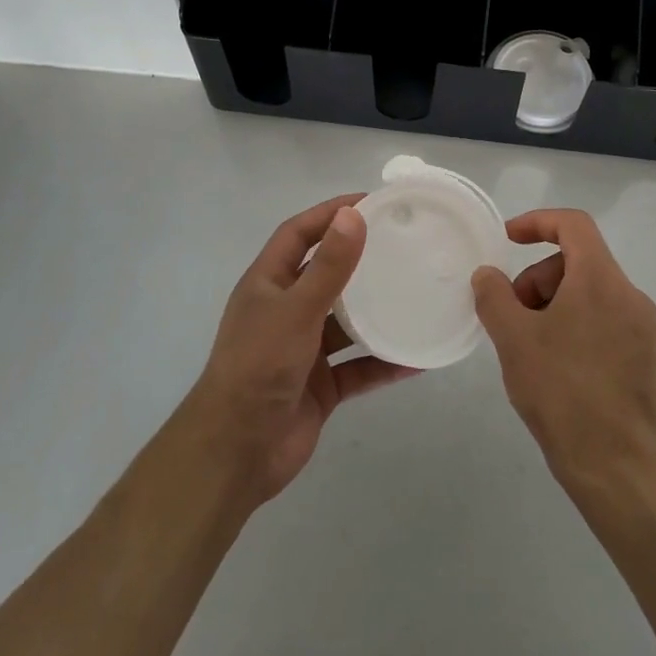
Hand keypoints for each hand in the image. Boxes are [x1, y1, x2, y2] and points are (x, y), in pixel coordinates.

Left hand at [180, 196, 417, 505]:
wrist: (236, 453)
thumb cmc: (259, 366)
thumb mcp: (297, 309)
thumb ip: (329, 265)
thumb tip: (354, 214)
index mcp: (268, 283)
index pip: (299, 233)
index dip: (329, 213)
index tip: (371, 202)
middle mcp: (285, 310)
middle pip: (326, 274)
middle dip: (360, 259)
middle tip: (403, 244)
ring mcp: (303, 350)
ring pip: (347, 322)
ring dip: (377, 311)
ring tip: (417, 293)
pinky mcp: (320, 385)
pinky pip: (359, 367)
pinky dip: (385, 362)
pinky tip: (419, 358)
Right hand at [472, 208, 655, 493]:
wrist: (617, 469)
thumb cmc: (562, 393)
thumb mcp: (514, 339)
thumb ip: (494, 296)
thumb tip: (488, 275)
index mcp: (601, 280)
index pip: (574, 224)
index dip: (537, 222)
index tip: (508, 240)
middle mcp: (630, 296)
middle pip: (579, 262)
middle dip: (539, 278)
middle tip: (512, 315)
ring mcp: (644, 330)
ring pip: (592, 294)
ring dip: (555, 305)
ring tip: (531, 346)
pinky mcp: (647, 360)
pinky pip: (606, 323)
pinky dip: (576, 327)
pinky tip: (557, 368)